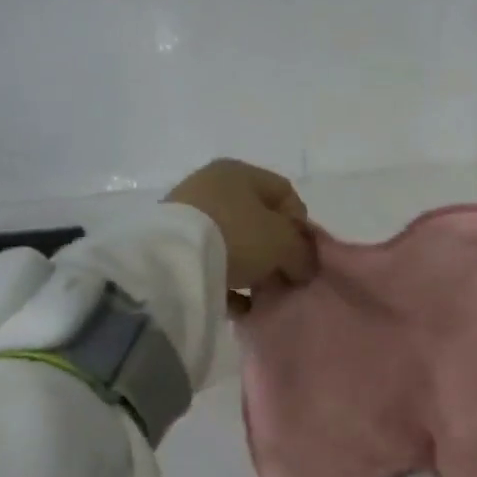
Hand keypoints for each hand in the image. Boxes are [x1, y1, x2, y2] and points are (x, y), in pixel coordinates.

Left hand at [166, 159, 315, 296]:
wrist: (173, 261)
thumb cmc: (237, 235)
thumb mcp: (284, 243)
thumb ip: (303, 254)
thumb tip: (304, 268)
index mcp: (240, 172)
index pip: (284, 193)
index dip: (300, 224)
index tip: (302, 253)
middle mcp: (212, 186)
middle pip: (258, 220)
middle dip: (276, 250)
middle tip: (284, 276)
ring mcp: (188, 215)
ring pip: (235, 243)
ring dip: (253, 268)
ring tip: (261, 294)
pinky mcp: (172, 246)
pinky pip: (211, 264)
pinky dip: (227, 282)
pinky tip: (239, 305)